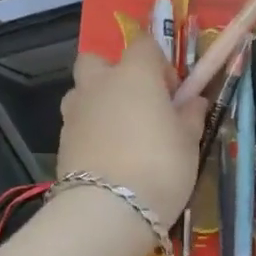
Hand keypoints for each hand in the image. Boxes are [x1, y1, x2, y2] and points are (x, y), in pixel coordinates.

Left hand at [57, 35, 208, 227]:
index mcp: (134, 74)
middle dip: (114, 74)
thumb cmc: (160, 165)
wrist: (108, 211)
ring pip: (83, 93)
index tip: (173, 92)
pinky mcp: (61, 143)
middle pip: (97, 61)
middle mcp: (99, 85)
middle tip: (139, 104)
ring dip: (99, 104)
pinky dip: (92, 133)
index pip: (143, 44)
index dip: (159, 63)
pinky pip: (79, 125)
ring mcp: (75, 113)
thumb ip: (191, 115)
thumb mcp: (190, 141)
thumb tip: (193, 101)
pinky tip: (111, 159)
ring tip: (123, 135)